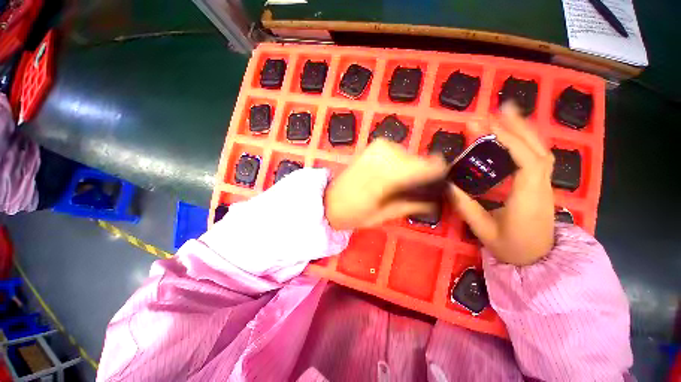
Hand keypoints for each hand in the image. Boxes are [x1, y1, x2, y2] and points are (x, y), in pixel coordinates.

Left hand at [325, 139, 447, 229]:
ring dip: (410, 169)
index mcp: (384, 178)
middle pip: (419, 160)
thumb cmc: (355, 213)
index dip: (439, 172)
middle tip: (417, 190)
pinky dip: (400, 162)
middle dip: (422, 174)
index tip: (442, 183)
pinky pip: (398, 151)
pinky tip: (391, 173)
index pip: (424, 166)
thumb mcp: (384, 216)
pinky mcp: (372, 146)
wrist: (330, 200)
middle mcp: (382, 157)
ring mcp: (375, 148)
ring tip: (400, 184)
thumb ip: (411, 204)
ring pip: (409, 155)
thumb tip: (436, 200)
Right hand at [448, 104, 554, 264]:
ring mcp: (544, 185)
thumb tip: (449, 185)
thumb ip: (466, 207)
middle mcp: (541, 187)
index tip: (488, 126)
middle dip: (519, 126)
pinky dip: (525, 142)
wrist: (539, 261)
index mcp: (528, 199)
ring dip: (524, 130)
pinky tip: (512, 136)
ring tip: (506, 116)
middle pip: (537, 150)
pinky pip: (537, 157)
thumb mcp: (484, 231)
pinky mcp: (540, 185)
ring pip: (541, 151)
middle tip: (499, 109)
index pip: (527, 162)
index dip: (510, 141)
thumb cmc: (511, 248)